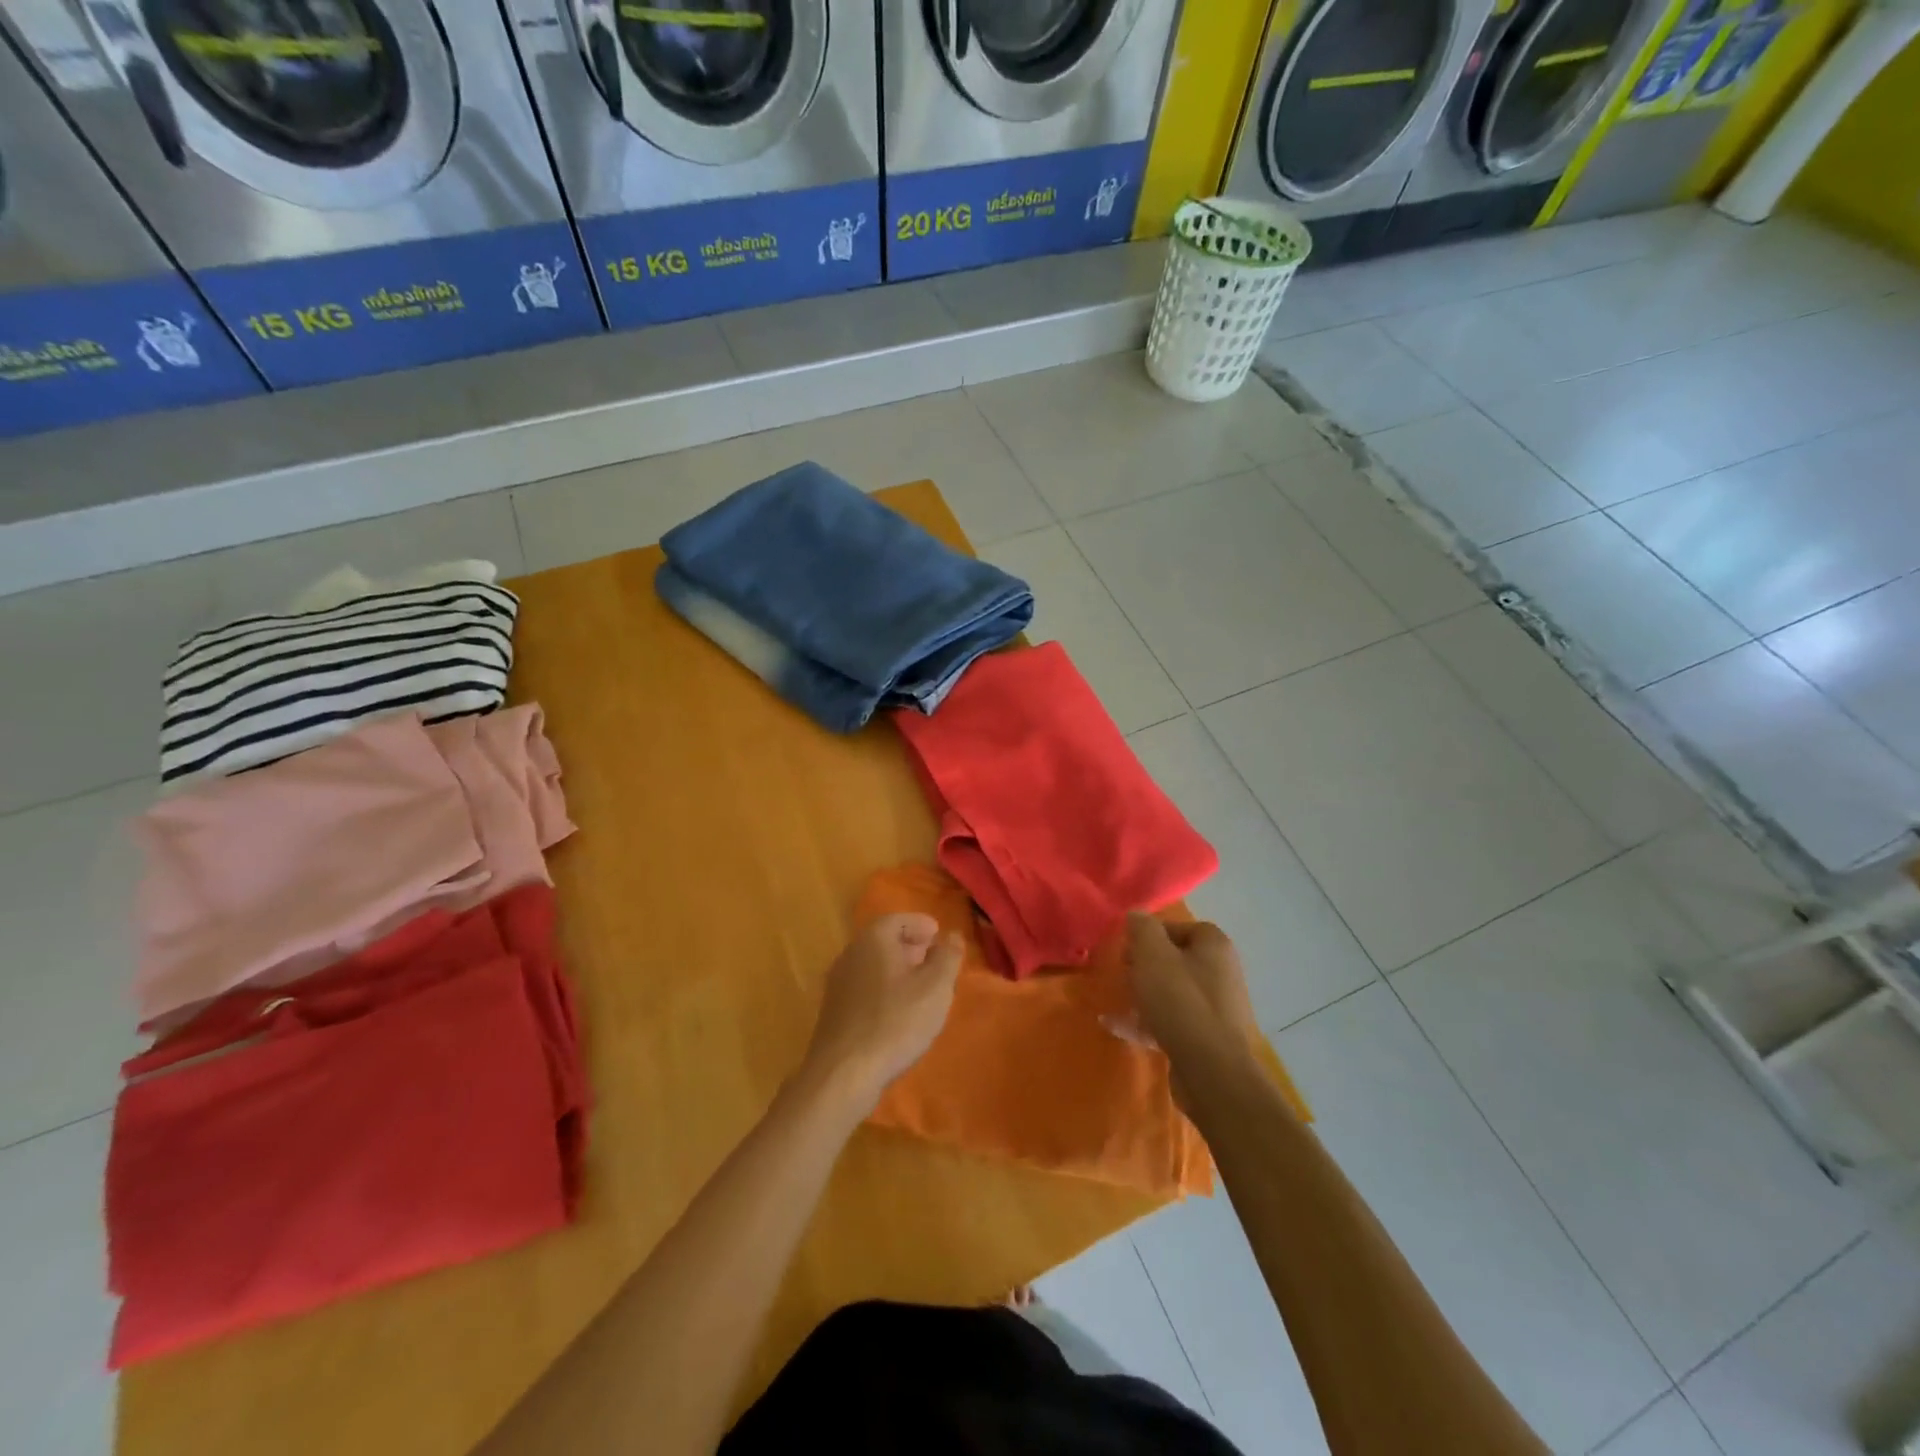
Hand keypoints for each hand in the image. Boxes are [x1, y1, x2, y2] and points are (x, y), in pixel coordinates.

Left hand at [800, 914, 963, 1113]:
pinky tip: (898, 1012)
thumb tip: (952, 935)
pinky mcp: (834, 1011)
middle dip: (910, 946)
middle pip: (883, 940)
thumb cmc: (895, 1022)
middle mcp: (851, 954)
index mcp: (873, 940)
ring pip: (872, 965)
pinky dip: (883, 989)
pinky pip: (864, 987)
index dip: (920, 924)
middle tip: (934, 959)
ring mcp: (838, 984)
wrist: (843, 1073)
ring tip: (921, 987)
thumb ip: (948, 957)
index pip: (897, 919)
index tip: (938, 935)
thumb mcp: (935, 988)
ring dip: (897, 969)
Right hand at [1125, 913, 1259, 1071]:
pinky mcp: (1208, 1039)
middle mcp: (1221, 973)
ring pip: (1173, 993)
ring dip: (1144, 995)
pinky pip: (1173, 1021)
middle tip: (1123, 973)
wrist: (1211, 1070)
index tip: (1129, 948)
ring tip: (1118, 1001)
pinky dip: (1148, 1021)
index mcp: (1215, 946)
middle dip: (1145, 966)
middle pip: (1176, 960)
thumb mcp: (1153, 955)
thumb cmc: (1180, 1001)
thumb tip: (1137, 915)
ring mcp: (1217, 1009)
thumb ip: (1142, 929)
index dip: (1152, 934)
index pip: (1180, 927)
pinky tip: (1117, 1027)